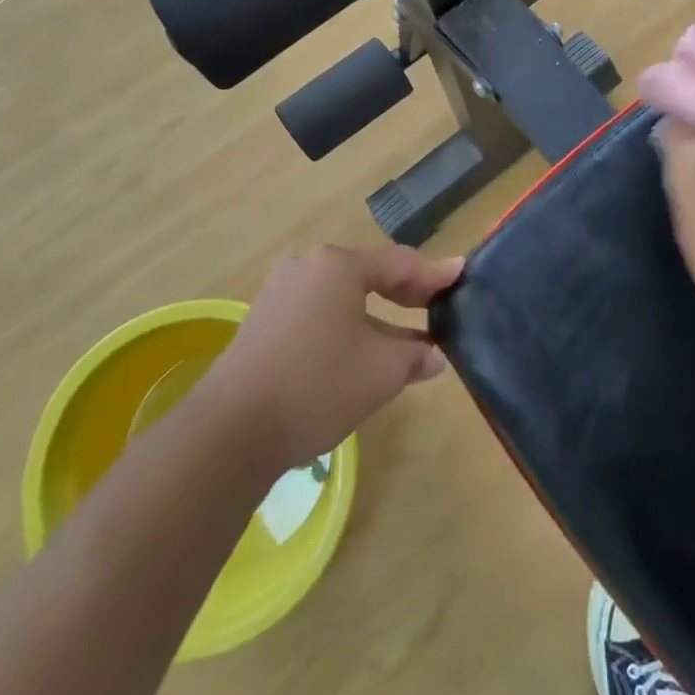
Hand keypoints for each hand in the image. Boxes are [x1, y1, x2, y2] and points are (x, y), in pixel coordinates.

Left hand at [202, 245, 462, 470]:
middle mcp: (307, 266)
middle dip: (406, 293)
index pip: (400, 263)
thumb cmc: (319, 385)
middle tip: (438, 305)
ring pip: (344, 296)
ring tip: (409, 339)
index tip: (462, 274)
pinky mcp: (265, 320)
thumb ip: (415, 355)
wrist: (231, 431)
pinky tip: (365, 351)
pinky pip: (320, 312)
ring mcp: (280, 292)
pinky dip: (349, 325)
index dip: (435, 274)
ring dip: (378, 315)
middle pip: (370, 273)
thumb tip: (433, 355)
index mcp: (338, 265)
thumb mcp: (382, 371)